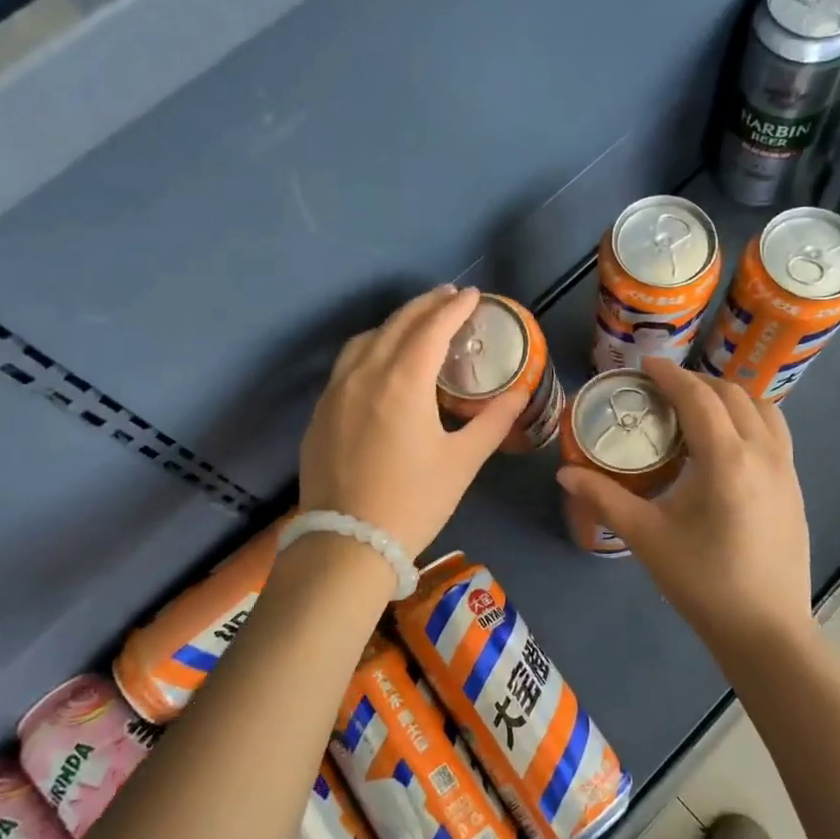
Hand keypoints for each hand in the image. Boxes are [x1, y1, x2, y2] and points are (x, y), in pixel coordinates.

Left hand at [298, 287, 524, 556]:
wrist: (347, 543)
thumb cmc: (414, 501)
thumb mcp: (462, 462)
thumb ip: (492, 422)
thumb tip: (519, 394)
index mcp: (403, 381)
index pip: (432, 328)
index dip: (455, 307)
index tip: (474, 295)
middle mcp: (365, 374)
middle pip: (397, 324)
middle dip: (426, 306)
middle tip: (450, 297)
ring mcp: (336, 391)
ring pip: (366, 339)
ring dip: (395, 323)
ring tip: (417, 324)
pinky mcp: (320, 412)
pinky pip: (347, 364)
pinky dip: (371, 348)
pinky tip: (381, 362)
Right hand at [556, 361, 813, 658]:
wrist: (765, 630)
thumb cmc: (702, 582)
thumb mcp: (647, 536)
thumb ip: (605, 497)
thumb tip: (565, 472)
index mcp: (726, 459)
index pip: (698, 398)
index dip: (670, 375)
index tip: (646, 365)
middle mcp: (763, 452)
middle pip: (732, 394)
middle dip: (697, 382)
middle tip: (663, 390)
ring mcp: (786, 469)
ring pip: (762, 408)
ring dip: (729, 397)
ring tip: (697, 409)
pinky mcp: (795, 487)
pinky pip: (774, 432)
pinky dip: (749, 418)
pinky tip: (726, 444)